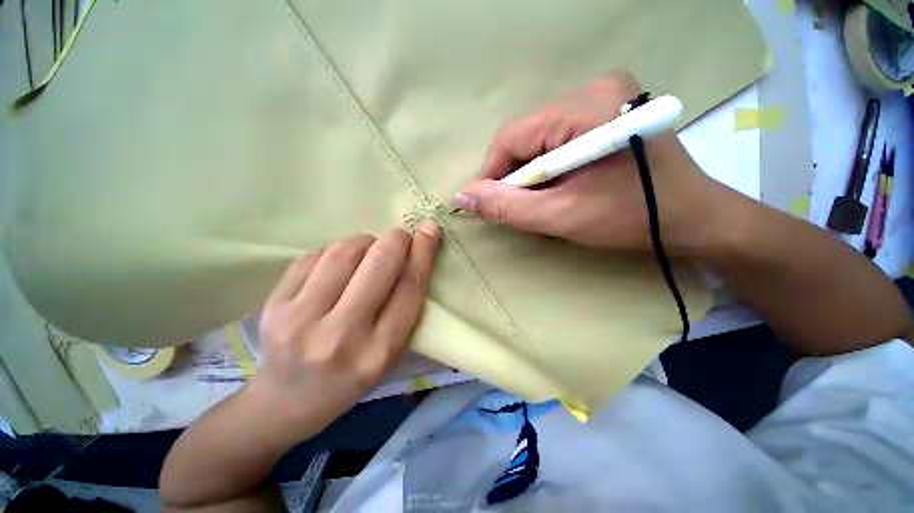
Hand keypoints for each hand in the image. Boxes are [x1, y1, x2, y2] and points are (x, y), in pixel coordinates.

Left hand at [249, 220, 441, 432]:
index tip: (430, 229)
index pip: (409, 288)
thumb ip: (406, 306)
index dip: (423, 253)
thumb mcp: (391, 352)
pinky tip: (340, 261)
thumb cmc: (352, 376)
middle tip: (400, 237)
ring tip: (369, 250)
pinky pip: (315, 255)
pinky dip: (336, 249)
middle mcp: (341, 337)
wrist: (288, 400)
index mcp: (379, 352)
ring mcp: (300, 319)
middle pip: (379, 265)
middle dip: (395, 240)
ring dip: (365, 241)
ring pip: (345, 252)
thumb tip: (415, 253)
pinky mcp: (273, 305)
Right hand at [453, 72, 721, 254]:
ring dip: (533, 174)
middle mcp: (594, 88)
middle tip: (526, 208)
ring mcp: (604, 96)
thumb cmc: (631, 219)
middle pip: (526, 135)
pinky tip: (563, 187)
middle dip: (517, 177)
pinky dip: (550, 167)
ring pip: (539, 138)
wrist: (693, 218)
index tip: (494, 205)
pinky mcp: (608, 110)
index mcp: (586, 108)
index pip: (512, 136)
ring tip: (547, 201)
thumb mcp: (562, 217)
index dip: (494, 174)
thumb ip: (507, 207)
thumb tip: (461, 196)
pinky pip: (557, 138)